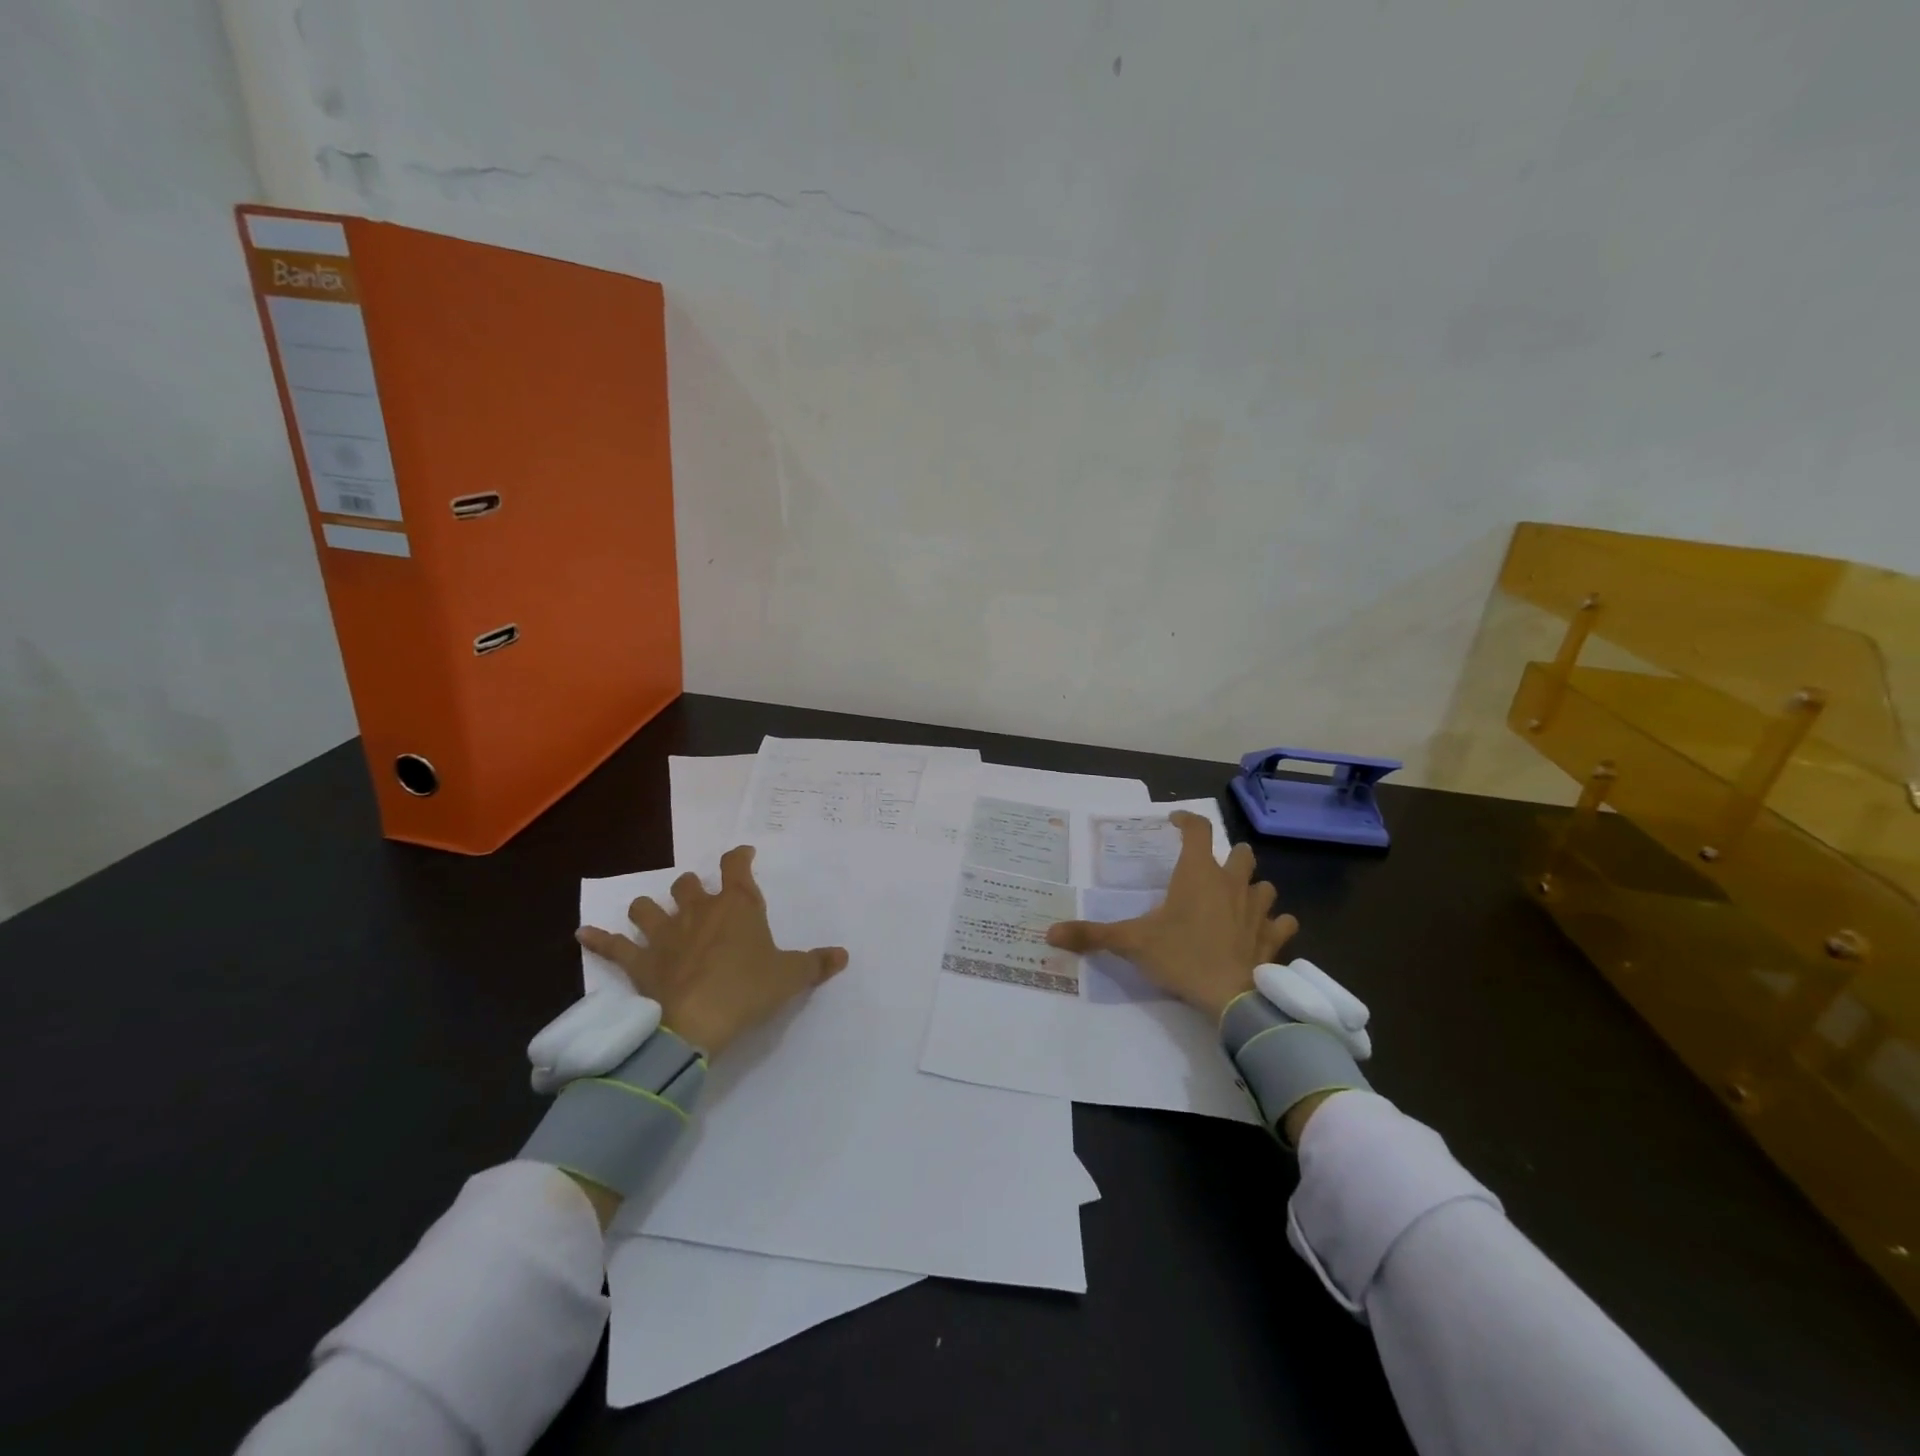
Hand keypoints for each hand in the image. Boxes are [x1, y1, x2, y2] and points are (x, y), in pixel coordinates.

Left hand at [575, 845, 847, 1057]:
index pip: (735, 866)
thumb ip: (816, 964)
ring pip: (648, 906)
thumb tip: (843, 955)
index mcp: (735, 906)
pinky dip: (598, 940)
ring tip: (650, 912)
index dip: (739, 857)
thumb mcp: (790, 977)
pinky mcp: (639, 962)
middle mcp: (697, 911)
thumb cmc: (747, 990)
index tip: (743, 854)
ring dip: (649, 907)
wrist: (695, 1024)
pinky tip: (583, 934)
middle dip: (692, 886)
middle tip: (702, 898)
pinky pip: (612, 946)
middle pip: (687, 883)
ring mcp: (663, 934)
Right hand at [1045, 811, 1297, 1020]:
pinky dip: (1275, 923)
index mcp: (1198, 874)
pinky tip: (1263, 930)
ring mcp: (1258, 910)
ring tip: (1236, 898)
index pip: (1198, 829)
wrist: (1231, 998)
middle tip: (1209, 868)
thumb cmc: (1181, 957)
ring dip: (1252, 887)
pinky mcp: (1273, 938)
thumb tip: (1050, 932)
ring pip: (1264, 885)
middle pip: (1241, 852)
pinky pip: (1282, 922)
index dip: (1186, 820)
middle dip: (1229, 855)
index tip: (1174, 821)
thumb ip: (1092, 934)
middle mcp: (1232, 883)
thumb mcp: (1132, 943)